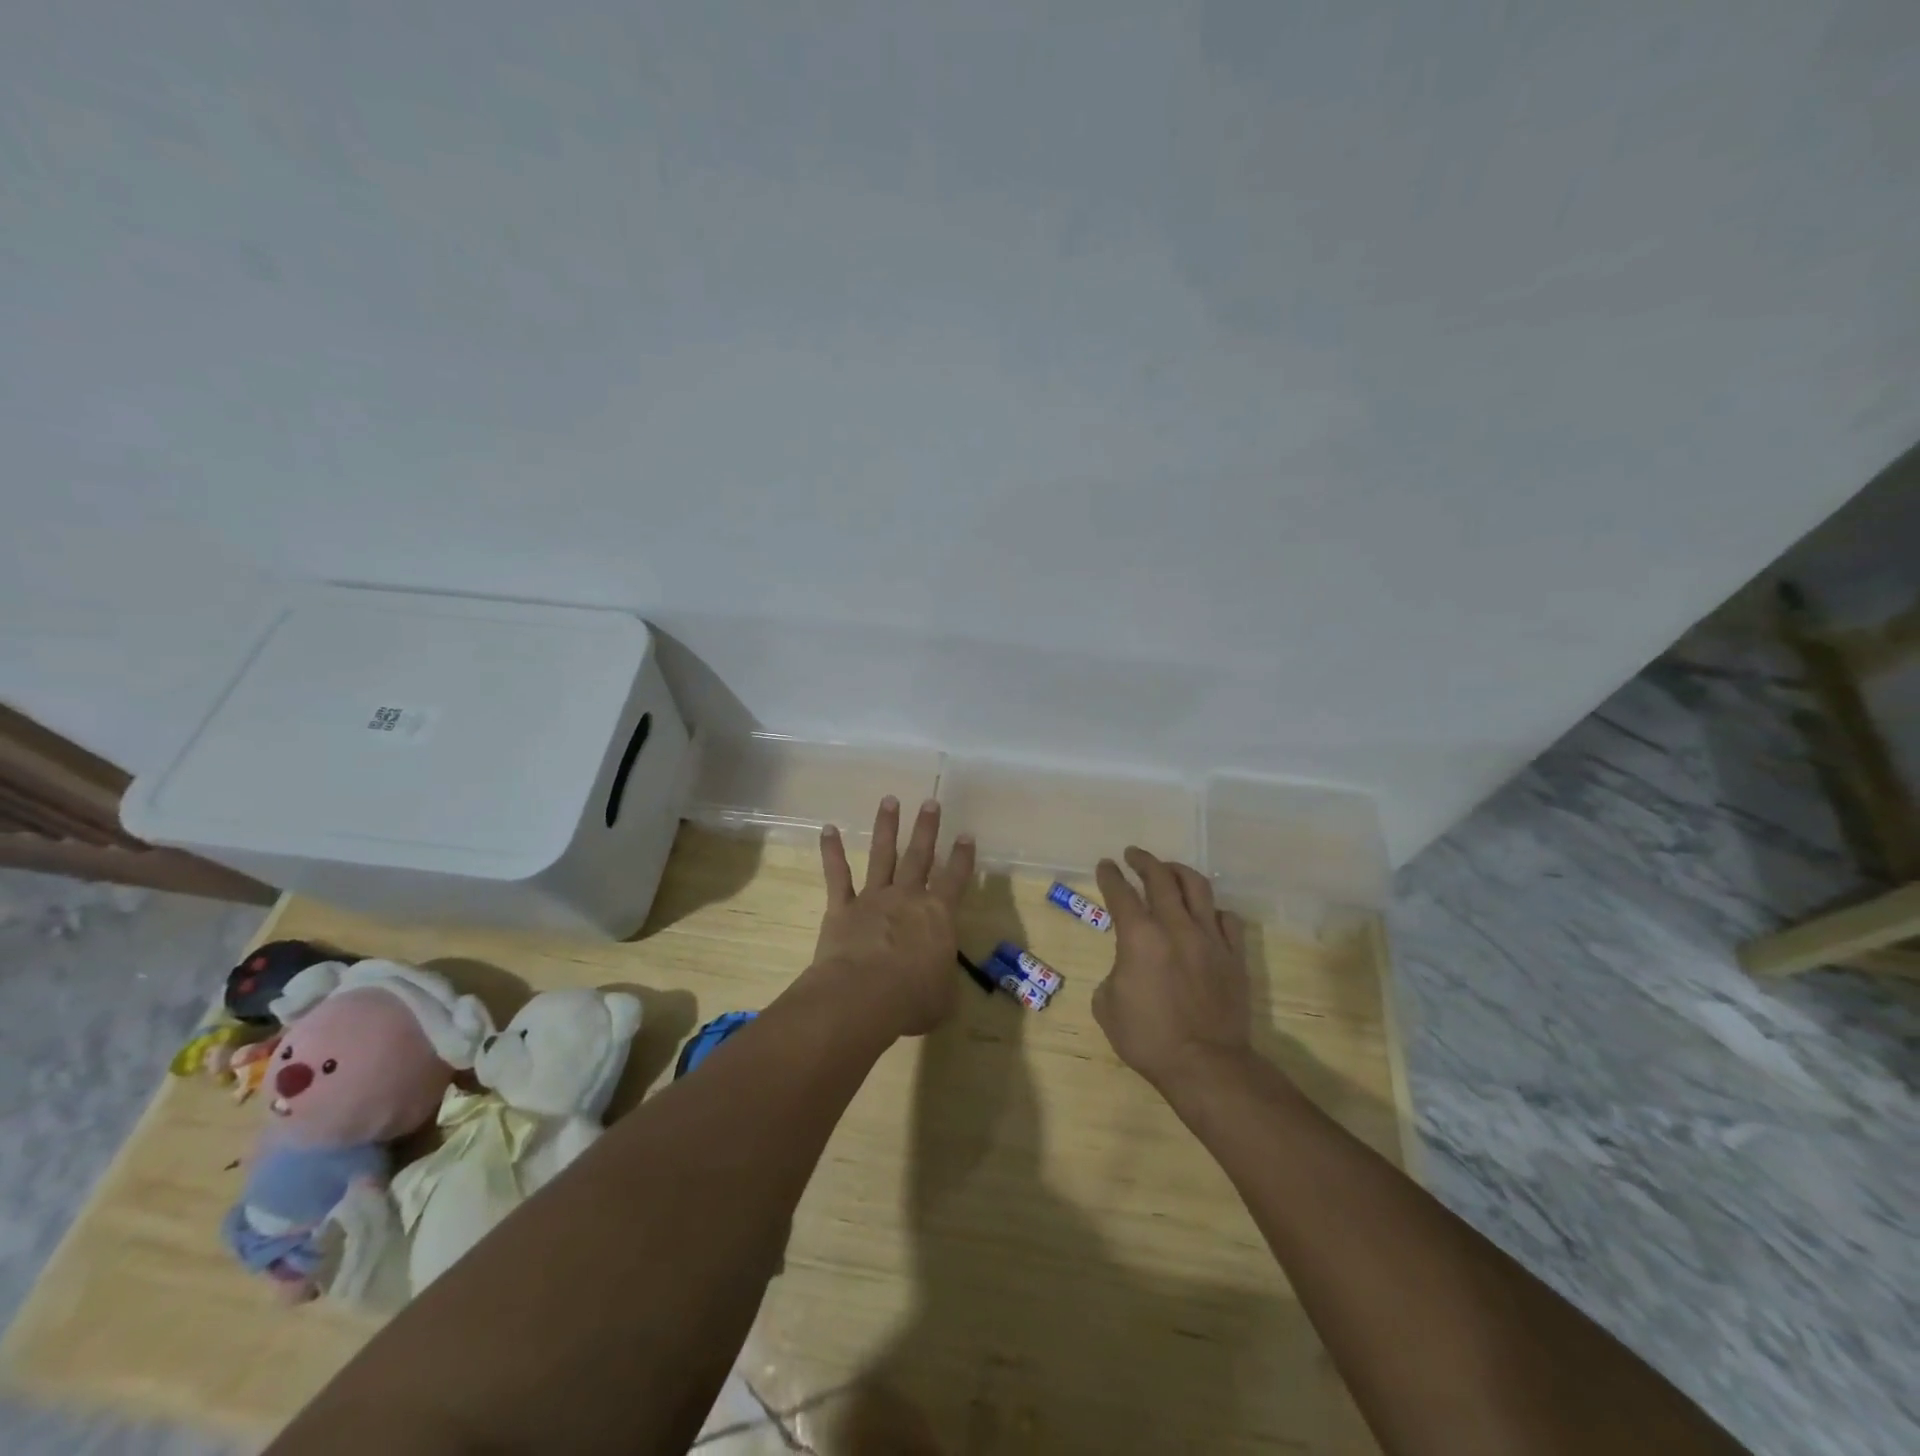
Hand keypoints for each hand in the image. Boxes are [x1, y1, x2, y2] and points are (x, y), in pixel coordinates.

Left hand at [814, 797, 975, 1037]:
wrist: (863, 996)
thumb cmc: (912, 999)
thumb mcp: (942, 998)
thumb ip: (941, 982)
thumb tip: (938, 983)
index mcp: (938, 916)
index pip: (956, 880)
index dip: (963, 858)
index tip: (966, 835)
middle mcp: (908, 898)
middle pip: (920, 856)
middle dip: (926, 828)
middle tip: (930, 801)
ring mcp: (873, 898)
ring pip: (882, 855)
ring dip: (886, 827)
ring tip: (889, 800)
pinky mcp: (843, 907)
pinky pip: (837, 875)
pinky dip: (831, 851)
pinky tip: (828, 829)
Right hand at [1093, 848, 1252, 1096]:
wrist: (1205, 1064)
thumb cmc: (1148, 1038)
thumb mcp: (1107, 1006)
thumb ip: (1114, 973)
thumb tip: (1128, 967)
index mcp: (1139, 936)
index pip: (1121, 893)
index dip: (1110, 876)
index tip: (1105, 865)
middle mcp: (1175, 926)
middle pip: (1160, 878)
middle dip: (1143, 861)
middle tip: (1133, 854)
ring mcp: (1210, 938)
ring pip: (1197, 888)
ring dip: (1179, 872)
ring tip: (1169, 869)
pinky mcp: (1234, 956)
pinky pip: (1226, 919)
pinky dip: (1212, 909)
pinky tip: (1206, 912)